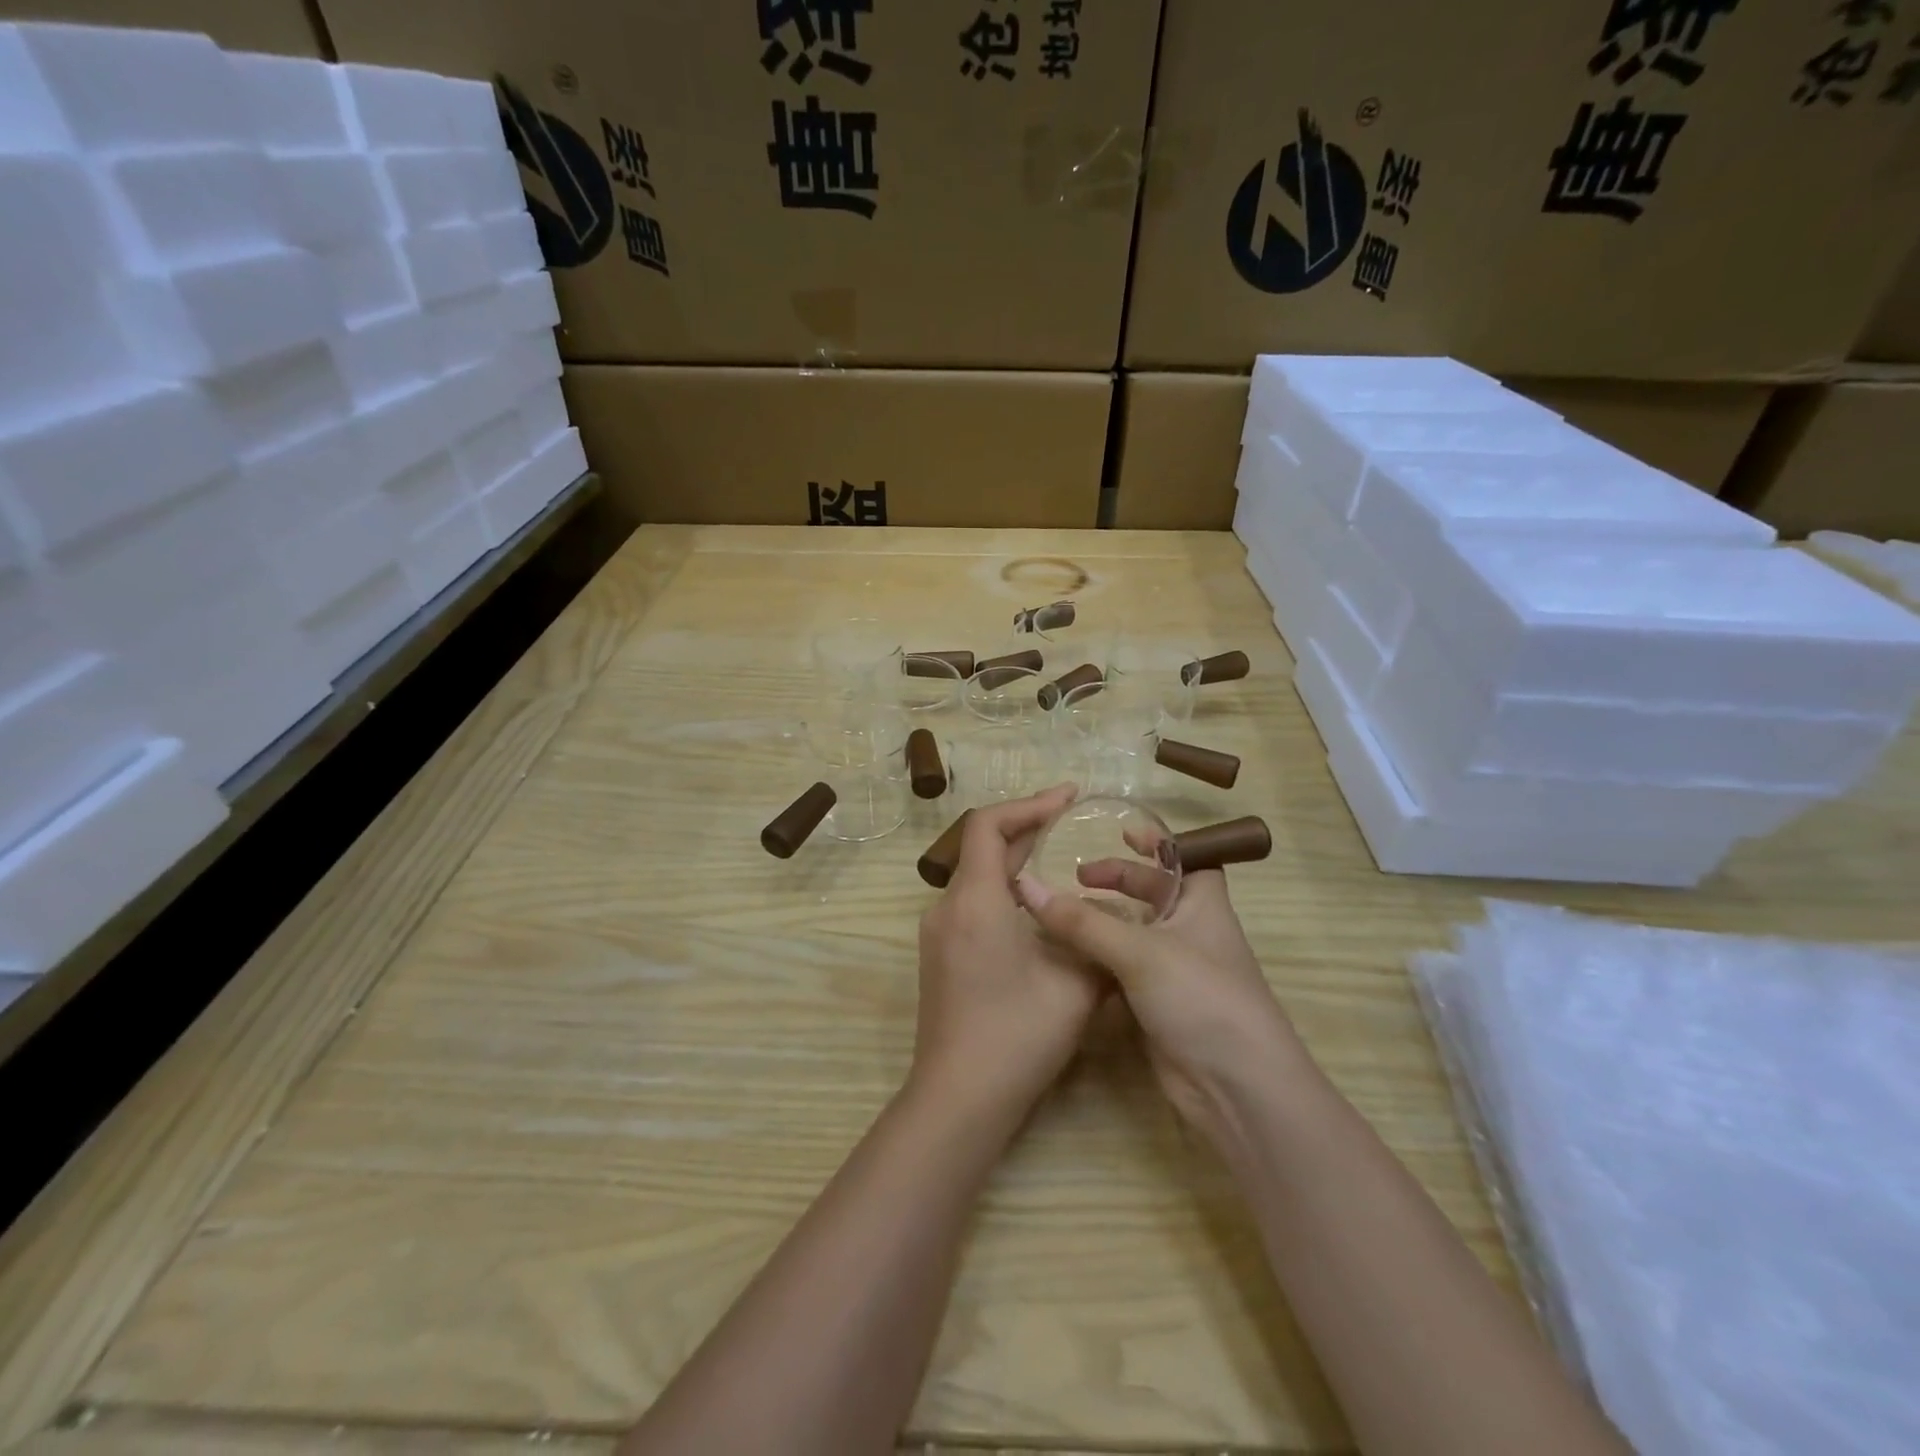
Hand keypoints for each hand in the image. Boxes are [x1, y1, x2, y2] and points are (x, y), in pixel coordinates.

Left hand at [912, 785, 1104, 1123]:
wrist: (958, 1098)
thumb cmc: (1017, 1036)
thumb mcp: (1075, 985)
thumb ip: (1098, 938)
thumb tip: (1117, 914)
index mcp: (975, 900)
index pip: (988, 824)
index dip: (1028, 803)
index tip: (1068, 797)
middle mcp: (947, 907)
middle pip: (982, 847)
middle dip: (1027, 828)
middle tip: (1071, 820)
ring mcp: (938, 933)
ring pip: (977, 877)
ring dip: (1016, 861)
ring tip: (1061, 858)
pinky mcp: (939, 956)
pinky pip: (972, 903)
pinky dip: (1004, 890)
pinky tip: (1038, 909)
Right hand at [1014, 859, 1299, 1155]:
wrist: (1236, 1089)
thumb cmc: (1201, 998)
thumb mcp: (1140, 951)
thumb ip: (1082, 921)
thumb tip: (1026, 886)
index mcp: (1203, 904)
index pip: (1185, 858)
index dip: (1158, 843)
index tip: (1121, 831)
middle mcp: (1192, 931)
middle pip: (1155, 893)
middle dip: (1121, 880)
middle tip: (1080, 875)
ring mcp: (1175, 971)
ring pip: (1136, 932)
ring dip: (1105, 921)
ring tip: (1065, 912)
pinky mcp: (1159, 1005)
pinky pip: (1125, 968)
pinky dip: (1100, 958)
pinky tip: (1070, 956)